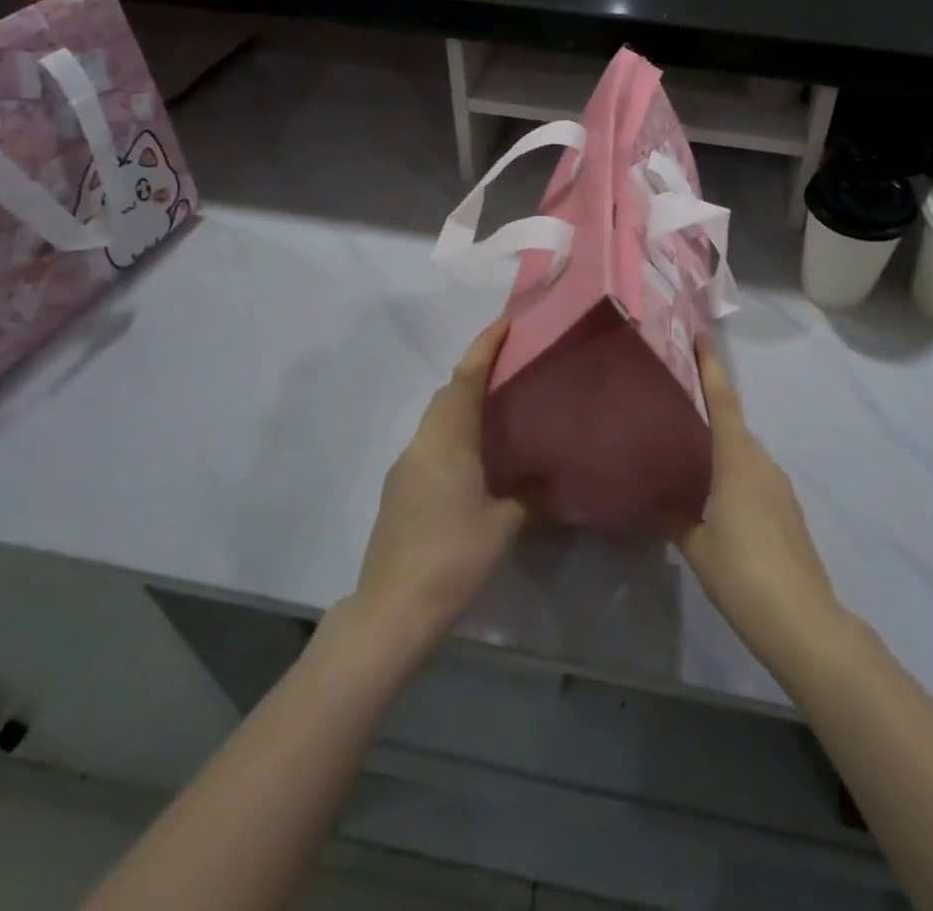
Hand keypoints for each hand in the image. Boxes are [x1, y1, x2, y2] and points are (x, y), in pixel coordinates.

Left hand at [353, 318, 524, 645]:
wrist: (391, 610)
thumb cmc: (452, 559)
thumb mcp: (502, 526)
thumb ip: (526, 495)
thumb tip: (541, 479)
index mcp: (447, 442)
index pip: (465, 379)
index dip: (484, 346)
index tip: (506, 322)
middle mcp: (421, 444)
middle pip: (447, 394)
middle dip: (475, 371)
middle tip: (510, 367)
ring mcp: (404, 467)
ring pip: (436, 419)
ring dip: (462, 404)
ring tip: (497, 410)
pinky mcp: (397, 491)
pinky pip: (429, 444)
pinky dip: (452, 433)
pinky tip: (473, 459)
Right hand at [673, 339, 844, 664]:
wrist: (803, 620)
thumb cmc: (743, 574)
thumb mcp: (697, 547)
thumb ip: (677, 518)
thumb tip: (661, 503)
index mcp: (738, 462)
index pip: (724, 404)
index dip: (712, 369)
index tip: (703, 339)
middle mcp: (763, 465)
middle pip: (735, 427)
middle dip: (711, 413)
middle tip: (680, 409)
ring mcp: (780, 488)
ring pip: (746, 455)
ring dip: (724, 449)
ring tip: (694, 459)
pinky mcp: (790, 512)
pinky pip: (757, 478)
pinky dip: (737, 475)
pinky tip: (720, 500)